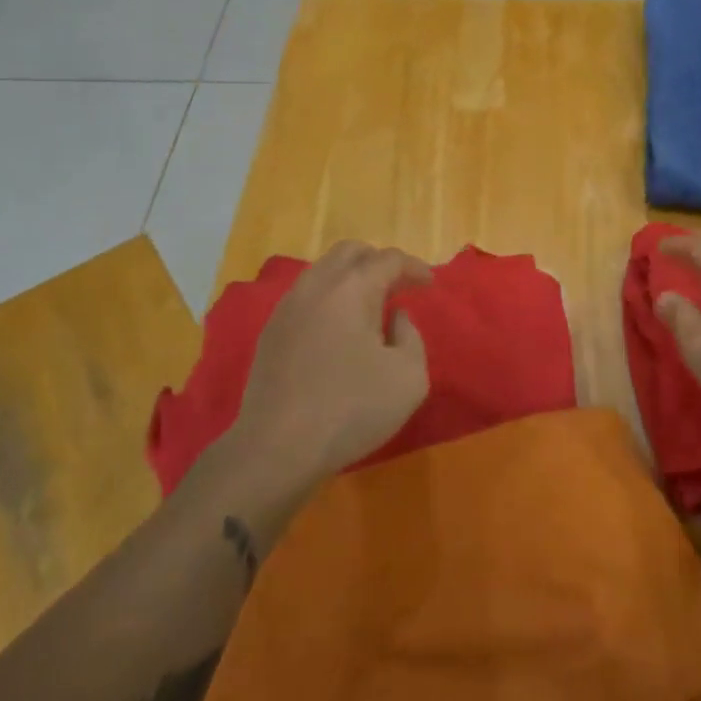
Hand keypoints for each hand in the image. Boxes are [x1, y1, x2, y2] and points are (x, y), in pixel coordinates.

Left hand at [232, 241, 432, 486]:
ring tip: (370, 307)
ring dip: (351, 279)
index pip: (388, 259)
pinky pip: (306, 296)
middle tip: (399, 287)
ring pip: (323, 271)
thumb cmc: (350, 409)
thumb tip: (395, 318)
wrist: (276, 448)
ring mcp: (288, 306)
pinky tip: (338, 329)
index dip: (414, 267)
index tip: (429, 285)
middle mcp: (317, 285)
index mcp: (352, 288)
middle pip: (350, 252)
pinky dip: (329, 298)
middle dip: (379, 262)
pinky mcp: (271, 331)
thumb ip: (411, 337)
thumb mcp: (409, 378)